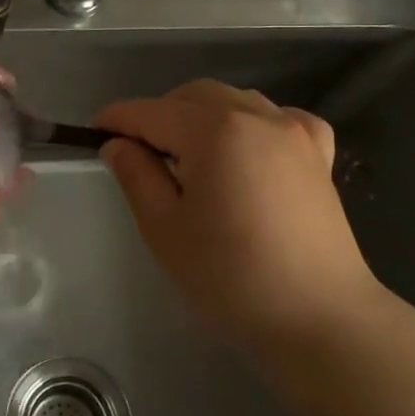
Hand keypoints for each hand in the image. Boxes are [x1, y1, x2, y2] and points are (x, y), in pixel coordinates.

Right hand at [95, 80, 388, 350]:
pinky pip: (276, 119)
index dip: (117, 119)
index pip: (151, 112)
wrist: (320, 319)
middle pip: (193, 97)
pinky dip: (251, 124)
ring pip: (234, 101)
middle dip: (159, 115)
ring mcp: (294, 132)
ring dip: (201, 116)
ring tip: (188, 157)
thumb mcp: (165, 229)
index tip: (94, 132)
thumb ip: (136, 175)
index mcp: (214, 130)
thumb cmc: (231, 277)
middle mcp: (257, 116)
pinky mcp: (319, 155)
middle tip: (139, 154)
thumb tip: (117, 144)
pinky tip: (245, 152)